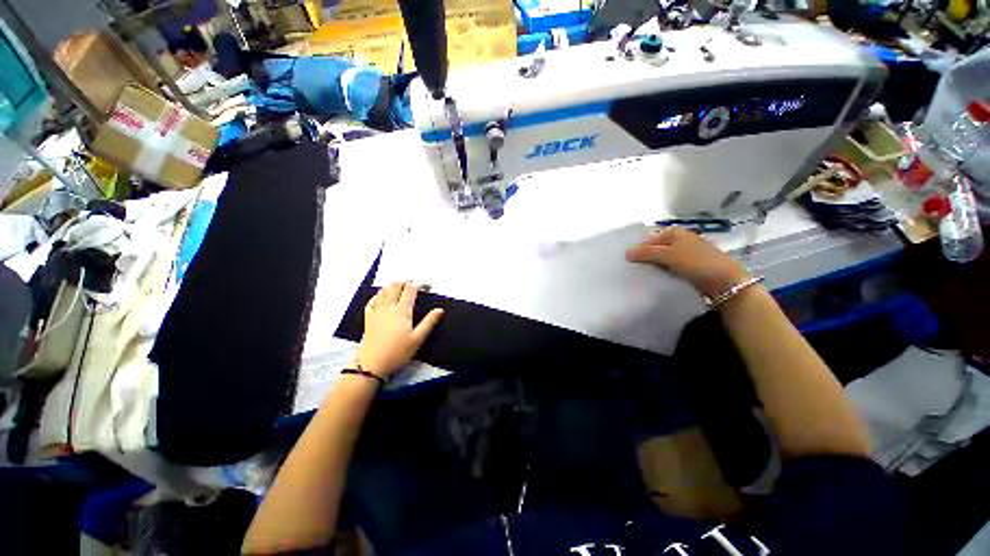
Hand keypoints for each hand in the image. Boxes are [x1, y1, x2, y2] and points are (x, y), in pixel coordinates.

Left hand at [355, 282, 443, 378]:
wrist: (372, 364)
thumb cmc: (398, 352)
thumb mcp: (417, 339)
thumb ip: (429, 322)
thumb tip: (439, 309)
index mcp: (402, 312)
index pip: (410, 290)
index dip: (419, 284)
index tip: (427, 285)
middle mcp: (388, 307)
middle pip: (395, 286)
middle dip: (405, 280)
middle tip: (413, 282)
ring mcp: (376, 311)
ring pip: (383, 291)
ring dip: (392, 285)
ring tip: (400, 286)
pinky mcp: (368, 318)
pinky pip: (372, 300)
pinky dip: (378, 294)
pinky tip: (381, 296)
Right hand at [626, 226, 749, 298]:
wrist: (726, 283)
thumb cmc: (696, 263)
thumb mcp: (668, 255)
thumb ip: (646, 253)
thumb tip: (626, 253)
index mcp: (675, 232)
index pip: (648, 238)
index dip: (638, 248)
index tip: (627, 261)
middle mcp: (681, 239)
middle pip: (656, 248)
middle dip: (645, 257)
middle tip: (632, 269)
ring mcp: (687, 253)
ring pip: (663, 258)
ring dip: (654, 266)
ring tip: (641, 276)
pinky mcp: (691, 266)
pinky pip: (671, 267)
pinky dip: (663, 272)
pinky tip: (657, 279)